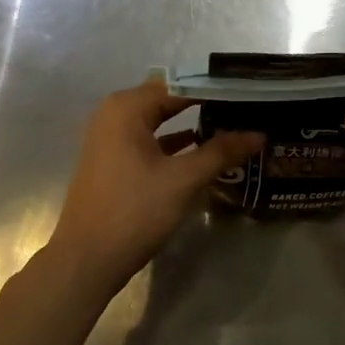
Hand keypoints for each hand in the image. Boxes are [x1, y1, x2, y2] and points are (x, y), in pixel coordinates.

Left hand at [45, 79, 261, 294]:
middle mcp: (115, 114)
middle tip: (247, 108)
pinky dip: (175, 142)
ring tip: (233, 126)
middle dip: (207, 103)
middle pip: (169, 98)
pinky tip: (204, 151)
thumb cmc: (134, 212)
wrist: (86, 261)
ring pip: (160, 120)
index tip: (250, 93)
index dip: (217, 88)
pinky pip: (150, 139)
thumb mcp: (183, 180)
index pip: (181, 84)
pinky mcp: (113, 160)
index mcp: (127, 107)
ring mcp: (111, 137)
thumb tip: (259, 134)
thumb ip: (221, 152)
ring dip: (192, 123)